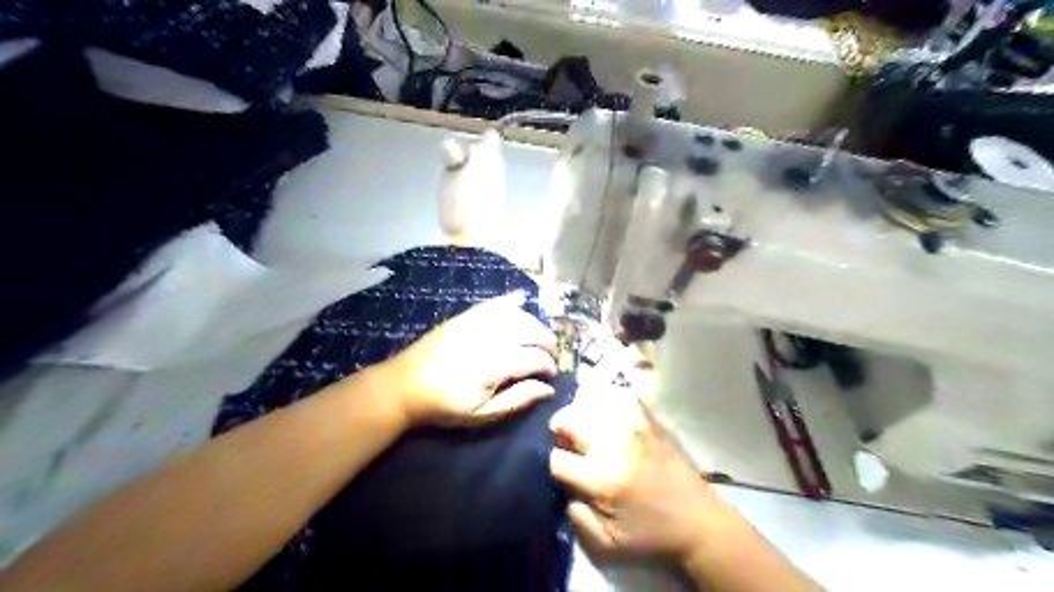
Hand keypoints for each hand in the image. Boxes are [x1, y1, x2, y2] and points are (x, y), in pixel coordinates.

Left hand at [378, 292, 563, 427]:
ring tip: (539, 335)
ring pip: (515, 315)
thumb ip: (517, 400)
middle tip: (552, 353)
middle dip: (546, 340)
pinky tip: (522, 299)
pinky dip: (509, 300)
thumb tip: (547, 389)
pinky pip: (492, 304)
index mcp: (494, 366)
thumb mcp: (482, 414)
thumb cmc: (444, 406)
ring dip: (533, 322)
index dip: (548, 365)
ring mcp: (475, 324)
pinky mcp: (463, 318)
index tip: (553, 375)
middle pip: (529, 331)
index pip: (534, 358)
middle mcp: (488, 339)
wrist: (403, 386)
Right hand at [547, 382, 719, 561]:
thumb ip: (575, 515)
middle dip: (560, 429)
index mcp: (602, 479)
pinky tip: (608, 415)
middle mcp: (615, 445)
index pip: (557, 458)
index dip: (554, 465)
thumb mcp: (606, 545)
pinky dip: (608, 401)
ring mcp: (634, 428)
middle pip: (570, 418)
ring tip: (585, 427)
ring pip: (592, 401)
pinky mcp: (649, 421)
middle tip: (568, 442)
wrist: (698, 522)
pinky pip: (621, 396)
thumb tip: (564, 485)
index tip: (563, 471)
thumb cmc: (651, 536)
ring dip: (581, 413)